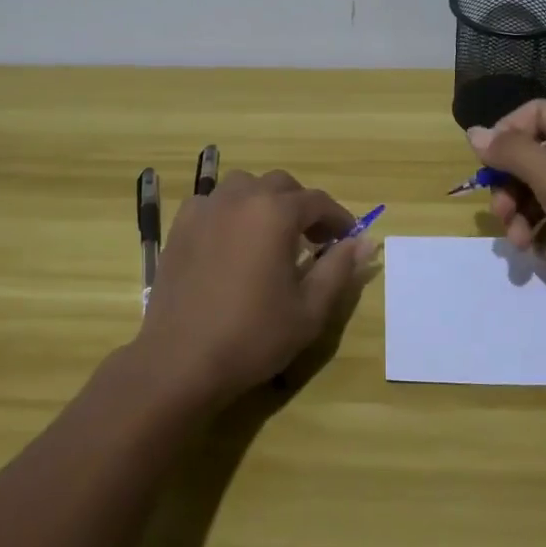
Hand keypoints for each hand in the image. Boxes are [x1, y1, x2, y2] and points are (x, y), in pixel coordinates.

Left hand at [134, 169, 376, 408]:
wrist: (180, 361)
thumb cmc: (252, 336)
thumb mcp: (309, 309)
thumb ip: (339, 268)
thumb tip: (365, 241)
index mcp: (275, 213)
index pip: (317, 201)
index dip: (338, 218)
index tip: (348, 238)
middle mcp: (240, 198)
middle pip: (281, 185)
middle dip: (302, 206)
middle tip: (313, 239)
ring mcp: (206, 209)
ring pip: (245, 186)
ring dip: (265, 202)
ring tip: (272, 235)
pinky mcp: (181, 226)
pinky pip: (214, 203)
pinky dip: (231, 211)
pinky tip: (233, 242)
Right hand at [468, 100, 545, 281]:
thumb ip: (511, 152)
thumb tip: (475, 132)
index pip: (534, 115)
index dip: (505, 137)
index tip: (487, 169)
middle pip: (535, 157)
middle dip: (513, 189)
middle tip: (503, 217)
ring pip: (544, 192)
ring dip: (526, 218)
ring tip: (523, 245)